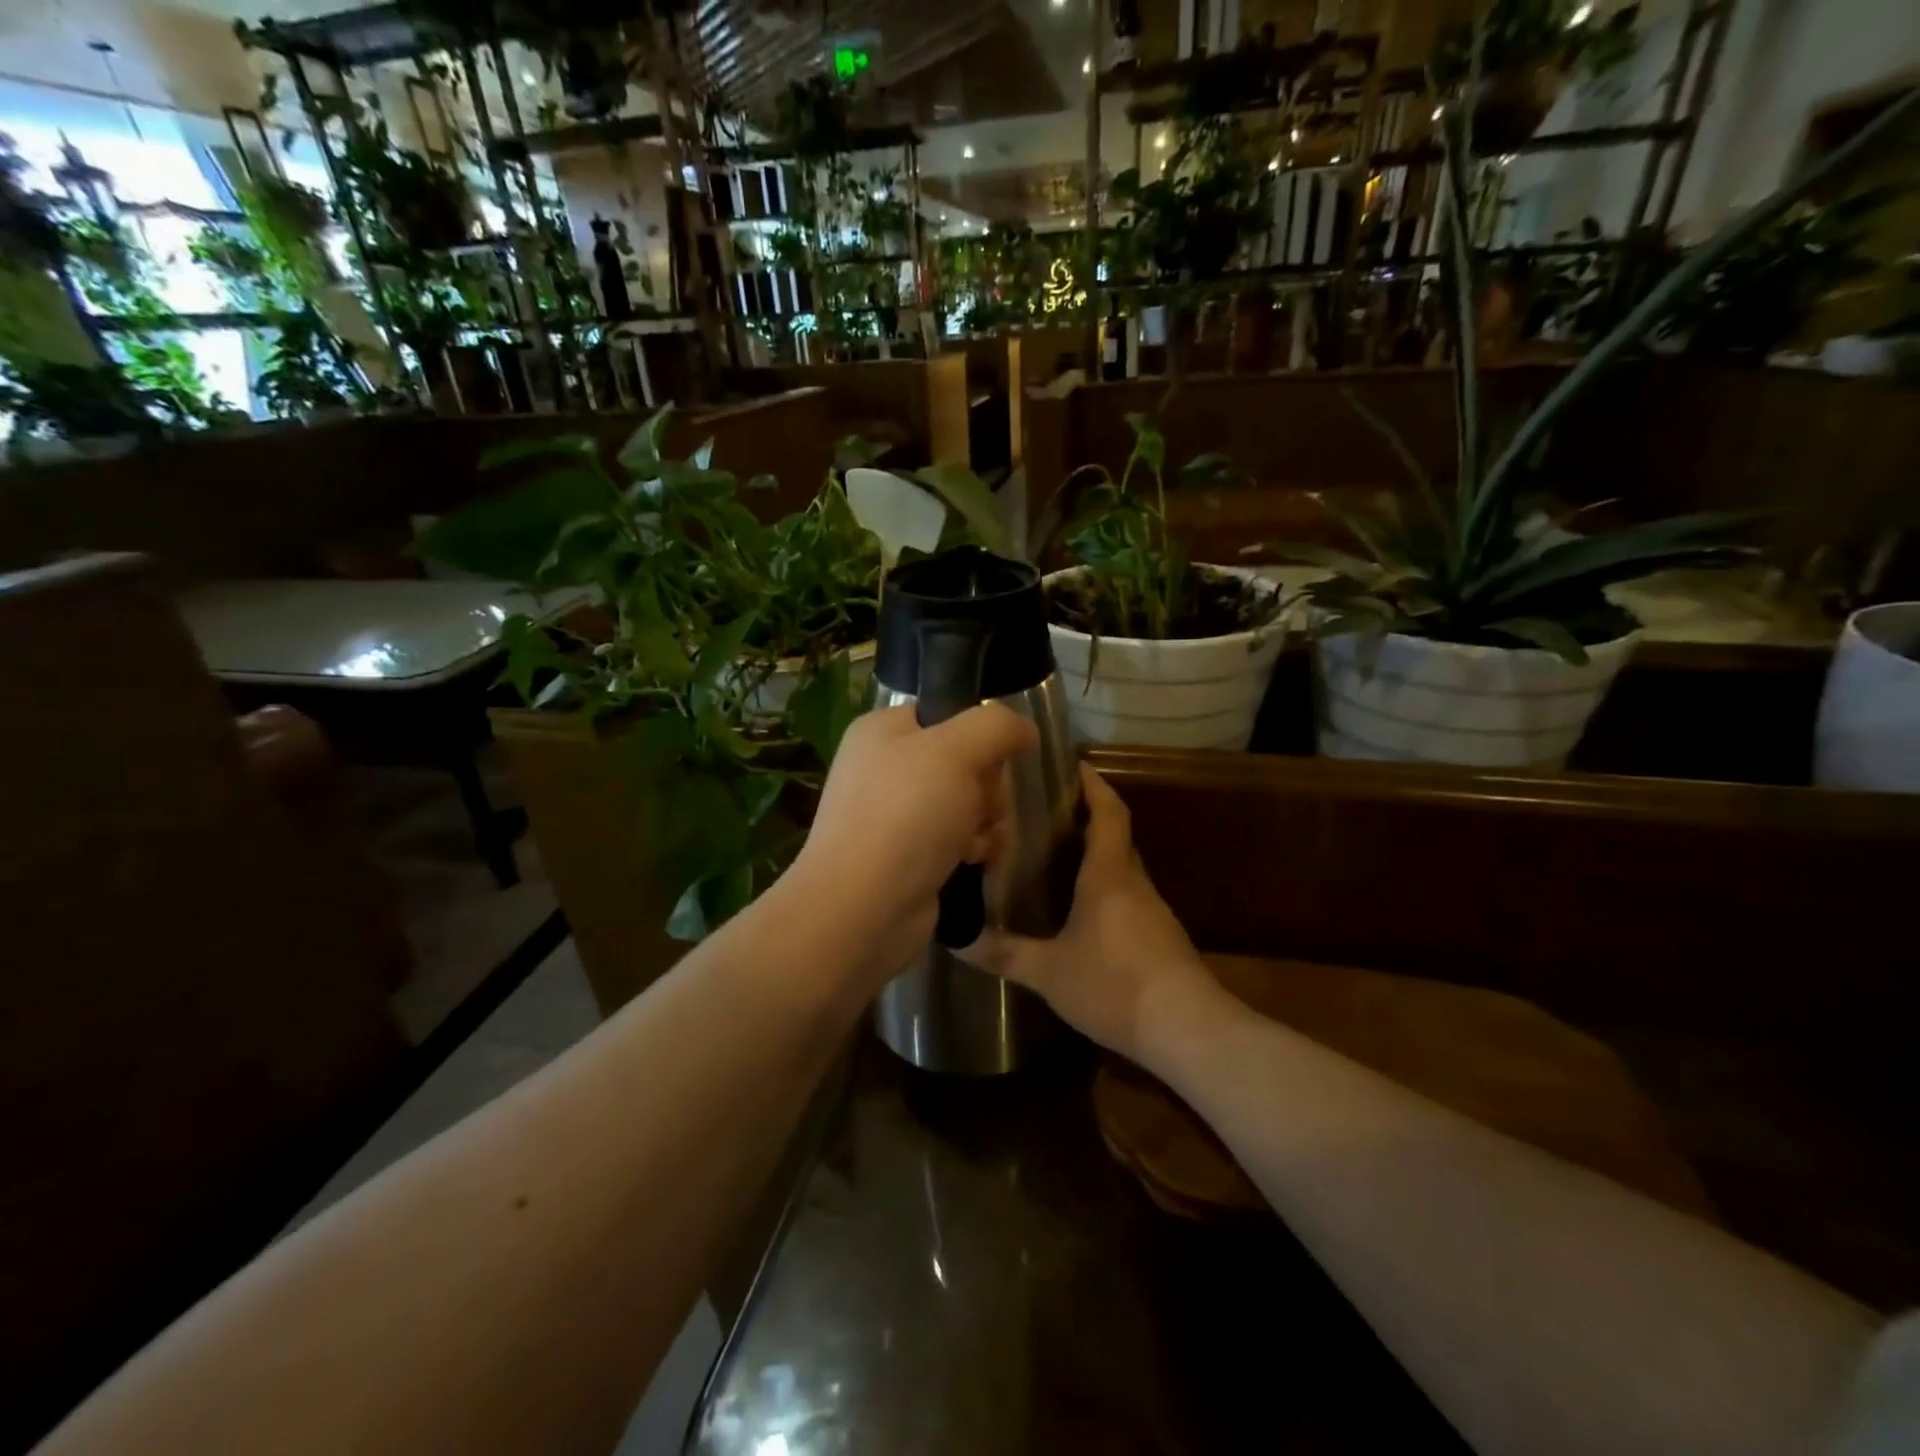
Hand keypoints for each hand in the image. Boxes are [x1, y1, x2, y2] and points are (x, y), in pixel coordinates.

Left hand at [788, 703, 1037, 985]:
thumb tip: (1022, 731)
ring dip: (985, 821)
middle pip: (967, 760)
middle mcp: (887, 767)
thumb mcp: (955, 751)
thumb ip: (996, 726)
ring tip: (971, 842)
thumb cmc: (905, 816)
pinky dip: (973, 848)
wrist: (863, 909)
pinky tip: (970, 862)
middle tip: (976, 807)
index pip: (949, 714)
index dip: (978, 736)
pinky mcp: (910, 855)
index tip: (987, 761)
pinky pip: (960, 837)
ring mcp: (897, 814)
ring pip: (970, 802)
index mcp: (884, 731)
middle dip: (986, 787)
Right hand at [969, 764, 1229, 1067]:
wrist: (1188, 1030)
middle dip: (1088, 817)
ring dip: (1096, 855)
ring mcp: (1153, 912)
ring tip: (1054, 857)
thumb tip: (957, 940)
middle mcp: (1135, 883)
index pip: (1108, 812)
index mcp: (1110, 875)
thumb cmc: (1115, 985)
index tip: (1073, 765)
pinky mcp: (1160, 938)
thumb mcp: (1049, 972)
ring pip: (1122, 869)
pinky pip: (1128, 898)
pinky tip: (1080, 912)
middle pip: (1116, 836)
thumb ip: (1004, 953)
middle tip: (1046, 812)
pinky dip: (1105, 889)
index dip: (1093, 785)